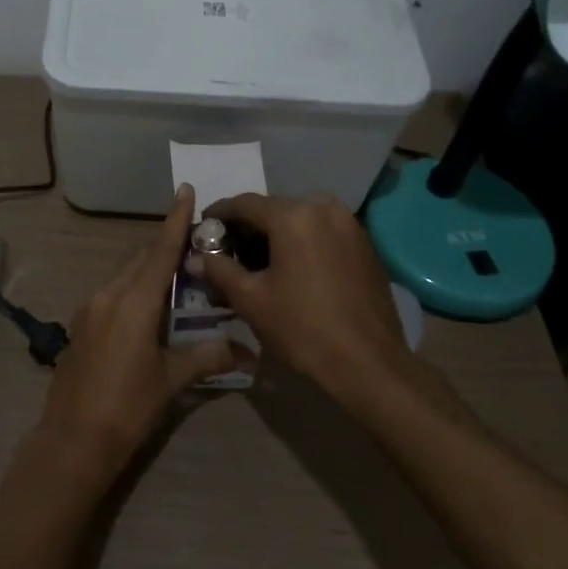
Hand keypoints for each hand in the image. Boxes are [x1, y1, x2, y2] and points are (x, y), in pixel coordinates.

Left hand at [37, 185, 251, 474]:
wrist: (73, 440)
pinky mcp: (81, 325)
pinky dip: (133, 289)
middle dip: (165, 245)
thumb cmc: (127, 407)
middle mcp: (108, 295)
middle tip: (195, 239)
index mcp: (133, 302)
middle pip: (141, 260)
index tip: (184, 190)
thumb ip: (208, 357)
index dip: (175, 221)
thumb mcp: (171, 380)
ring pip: (124, 276)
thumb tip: (247, 350)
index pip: (159, 251)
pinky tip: (148, 306)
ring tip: (177, 272)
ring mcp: (89, 309)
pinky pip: (112, 294)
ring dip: (149, 269)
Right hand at [199, 193, 436, 410]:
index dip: (219, 213)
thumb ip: (220, 270)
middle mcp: (324, 208)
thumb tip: (197, 257)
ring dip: (275, 234)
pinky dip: (301, 242)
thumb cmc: (302, 329)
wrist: (369, 365)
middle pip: (274, 209)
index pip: (245, 203)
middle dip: (248, 227)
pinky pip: (322, 232)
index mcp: (293, 216)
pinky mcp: (365, 245)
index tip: (203, 226)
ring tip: (258, 262)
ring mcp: (350, 225)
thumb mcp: (250, 300)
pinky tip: (291, 268)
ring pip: (300, 219)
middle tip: (227, 249)